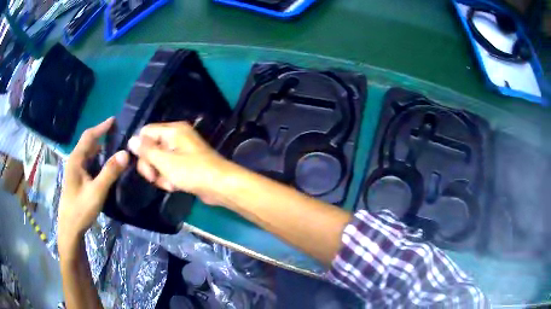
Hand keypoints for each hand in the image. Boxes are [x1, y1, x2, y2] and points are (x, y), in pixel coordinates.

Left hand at [59, 118, 128, 244]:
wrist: (70, 228)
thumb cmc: (80, 209)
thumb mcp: (97, 191)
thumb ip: (110, 172)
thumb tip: (126, 153)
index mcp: (76, 159)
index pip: (89, 136)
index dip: (101, 127)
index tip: (114, 120)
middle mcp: (75, 161)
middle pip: (88, 144)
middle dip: (102, 137)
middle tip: (118, 135)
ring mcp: (76, 171)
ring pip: (89, 154)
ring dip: (101, 149)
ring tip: (115, 149)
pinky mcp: (78, 180)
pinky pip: (89, 164)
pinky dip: (98, 160)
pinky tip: (106, 167)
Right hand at [127, 122, 232, 204]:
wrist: (221, 186)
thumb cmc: (193, 172)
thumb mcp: (165, 161)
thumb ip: (146, 151)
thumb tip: (131, 140)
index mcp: (172, 130)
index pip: (145, 133)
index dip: (141, 149)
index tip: (142, 164)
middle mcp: (176, 137)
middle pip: (151, 148)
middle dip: (150, 165)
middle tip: (154, 178)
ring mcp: (182, 151)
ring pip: (159, 161)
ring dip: (160, 175)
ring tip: (170, 184)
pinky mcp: (186, 164)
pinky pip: (169, 169)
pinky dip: (169, 178)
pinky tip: (175, 186)